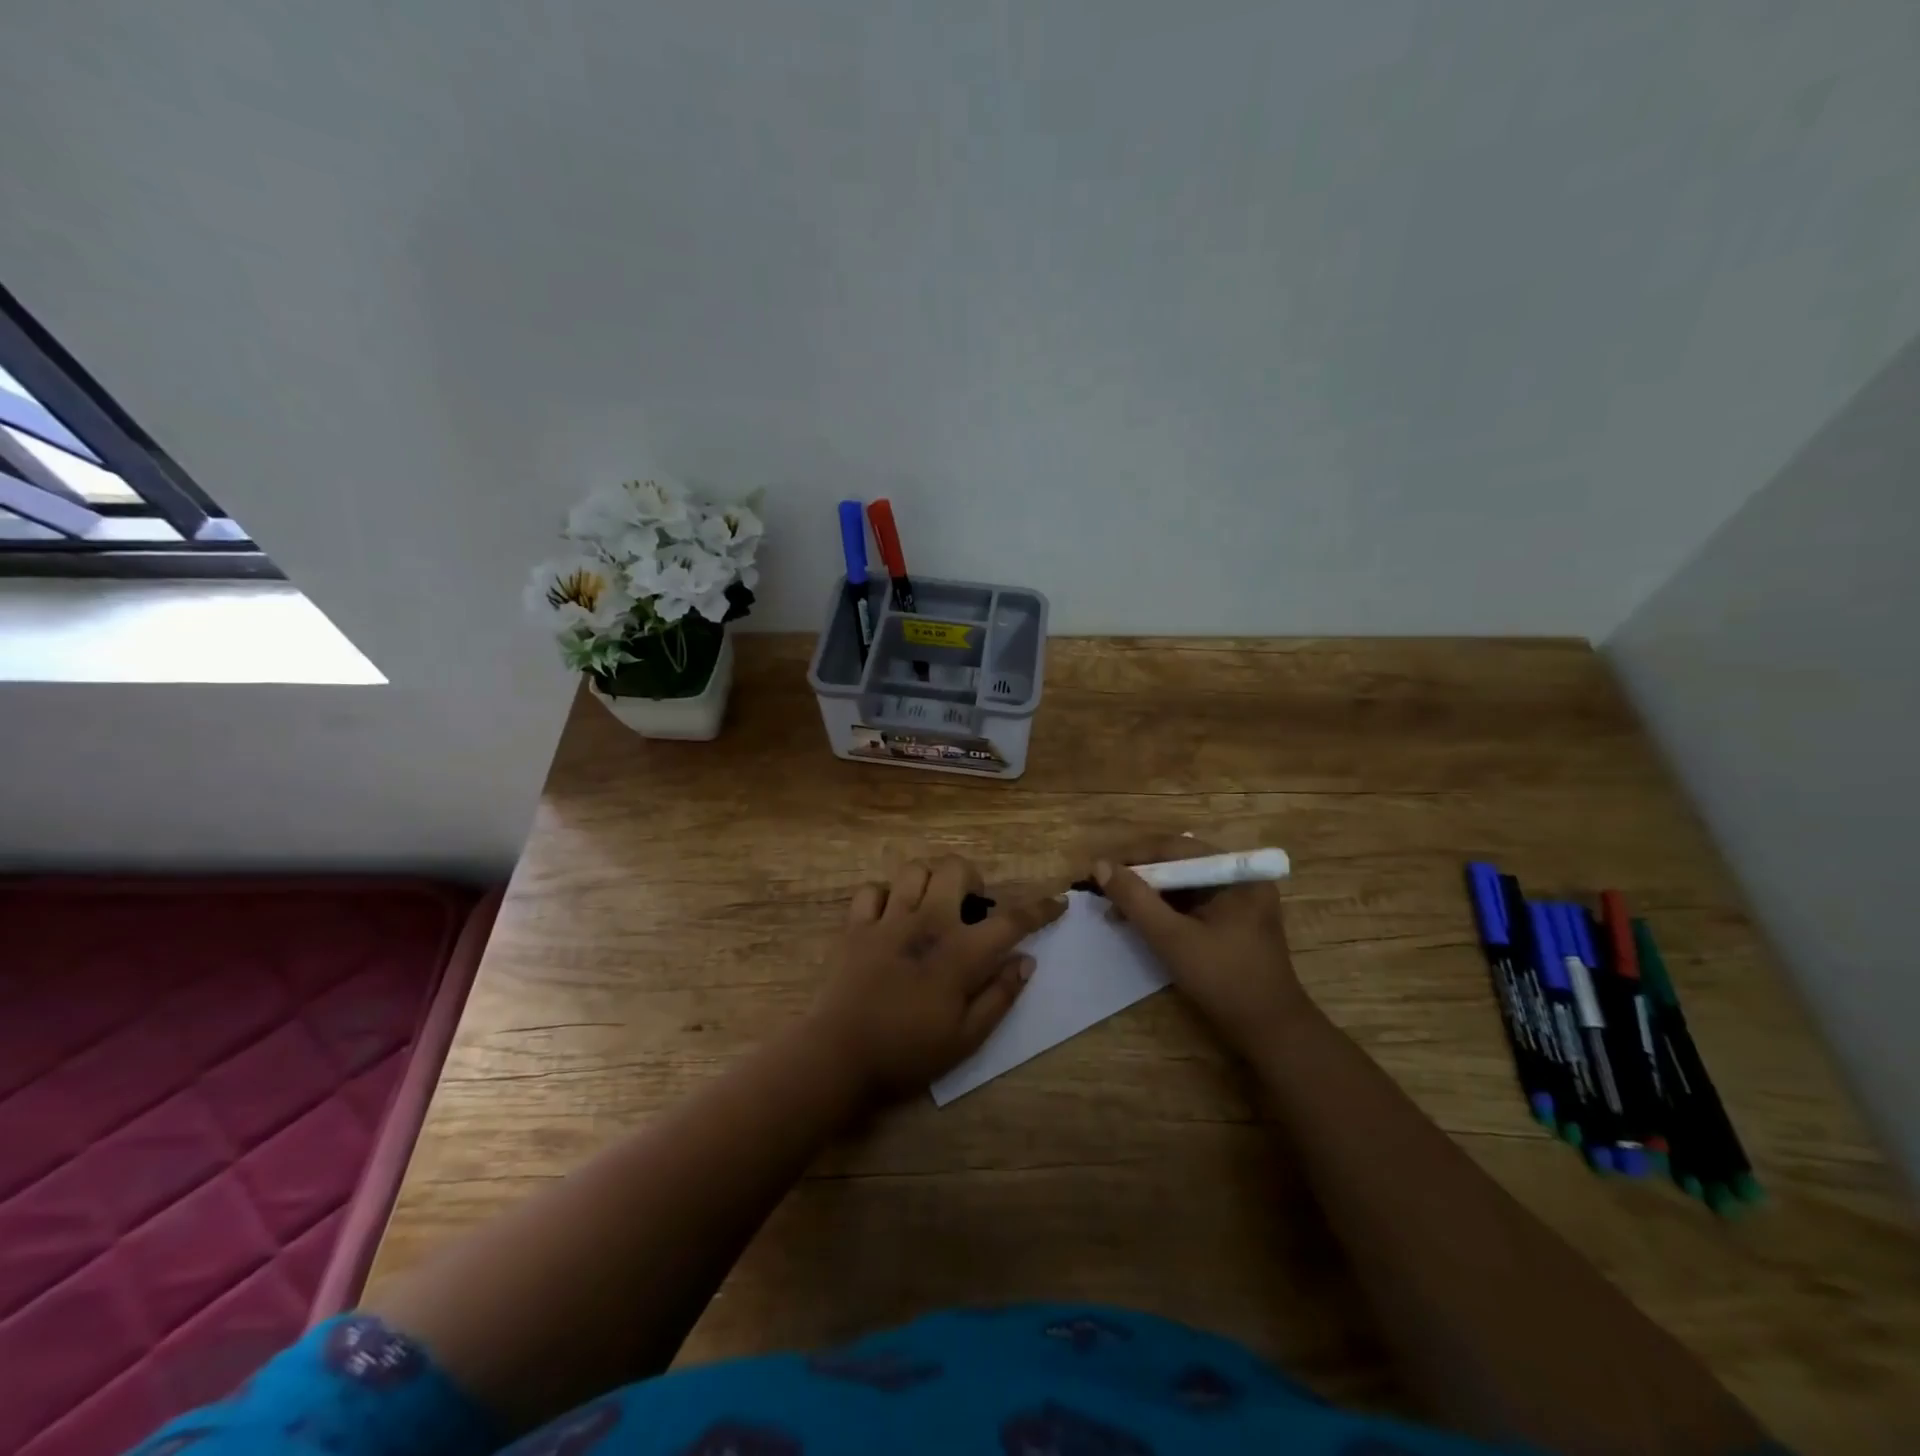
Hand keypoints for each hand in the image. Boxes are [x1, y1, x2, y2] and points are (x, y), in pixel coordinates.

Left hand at [810, 854, 1066, 1101]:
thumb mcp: (966, 1038)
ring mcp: (888, 920)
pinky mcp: (856, 926)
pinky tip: (890, 916)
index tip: (1057, 902)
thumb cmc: (908, 1052)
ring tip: (931, 904)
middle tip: (971, 906)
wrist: (840, 1055)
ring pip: (913, 871)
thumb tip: (1026, 961)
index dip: (1039, 909)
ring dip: (929, 881)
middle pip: (955, 870)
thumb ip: (1000, 996)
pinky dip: (885, 896)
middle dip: (971, 878)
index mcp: (960, 953)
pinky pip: (872, 890)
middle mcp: (927, 923)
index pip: (1011, 920)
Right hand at [1090, 834, 1310, 1057]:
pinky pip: (1191, 902)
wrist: (1271, 1031)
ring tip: (1116, 908)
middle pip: (1179, 863)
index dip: (1134, 857)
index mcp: (1236, 873)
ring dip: (1149, 894)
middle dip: (1140, 876)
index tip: (1100, 871)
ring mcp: (1238, 900)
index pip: (1176, 848)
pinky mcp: (1233, 920)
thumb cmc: (1224, 980)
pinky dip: (1164, 909)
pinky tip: (1140, 921)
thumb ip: (1135, 899)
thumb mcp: (1172, 938)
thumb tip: (1100, 865)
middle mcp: (1240, 877)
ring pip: (1183, 884)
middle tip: (1105, 890)